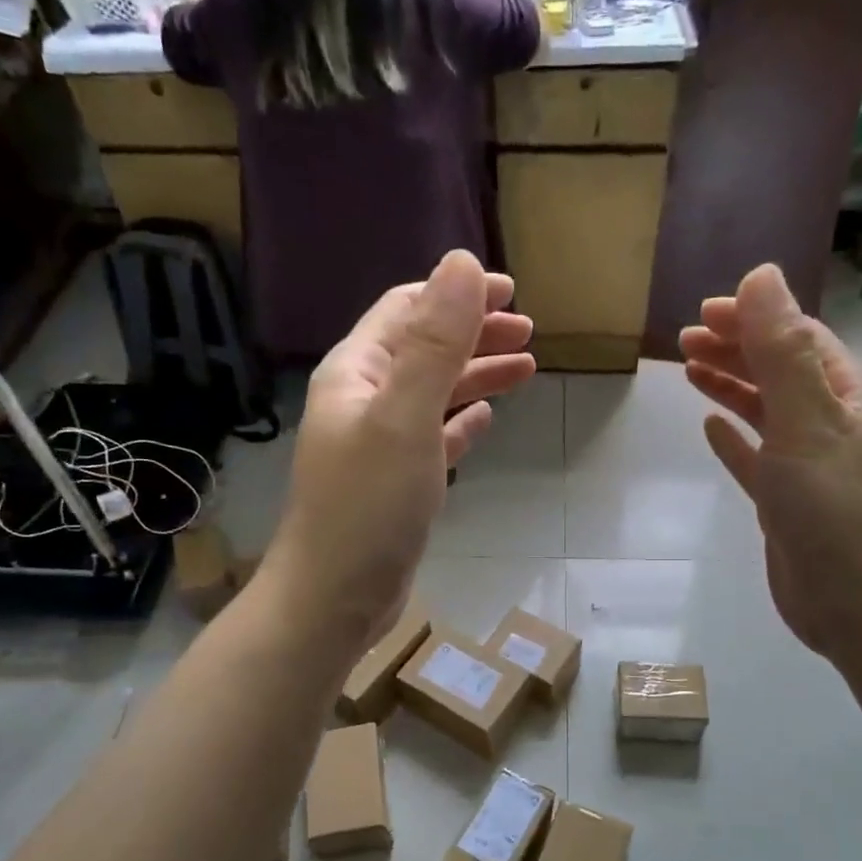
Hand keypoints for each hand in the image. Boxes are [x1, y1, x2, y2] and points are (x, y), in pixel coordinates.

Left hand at [260, 250, 535, 658]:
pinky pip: (432, 438)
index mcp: (356, 373)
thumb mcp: (405, 416)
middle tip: (528, 332)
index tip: (510, 292)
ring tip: (525, 368)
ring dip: (475, 376)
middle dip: (474, 333)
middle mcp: (363, 401)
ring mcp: (378, 445)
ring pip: (433, 394)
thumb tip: (462, 263)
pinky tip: (486, 420)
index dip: (456, 294)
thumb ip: (435, 343)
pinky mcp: (395, 484)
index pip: (406, 311)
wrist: (333, 598)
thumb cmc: (367, 506)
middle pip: (423, 350)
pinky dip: (460, 422)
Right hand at [681, 264, 861, 665]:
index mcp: (849, 396)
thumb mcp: (807, 422)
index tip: (703, 312)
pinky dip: (736, 440)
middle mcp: (834, 424)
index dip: (753, 318)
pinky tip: (711, 429)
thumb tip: (760, 277)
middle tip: (684, 338)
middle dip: (736, 348)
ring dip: (732, 387)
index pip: (799, 338)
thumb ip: (782, 353)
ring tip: (690, 369)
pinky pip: (759, 458)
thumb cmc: (839, 512)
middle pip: (780, 370)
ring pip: (767, 412)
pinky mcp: (791, 504)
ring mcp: (813, 466)